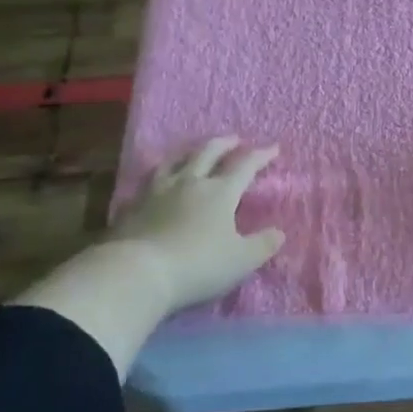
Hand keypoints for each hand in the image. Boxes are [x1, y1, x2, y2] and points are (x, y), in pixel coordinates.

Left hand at [9, 137, 284, 378]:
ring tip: (193, 152)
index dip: (261, 155)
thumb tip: (279, 233)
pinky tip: (157, 181)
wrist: (137, 272)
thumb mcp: (241, 260)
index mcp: (220, 192)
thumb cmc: (198, 265)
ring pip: (175, 162)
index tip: (273, 148)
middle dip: (224, 144)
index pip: (245, 165)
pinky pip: (149, 181)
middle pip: (208, 153)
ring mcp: (158, 191)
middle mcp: (190, 183)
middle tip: (234, 139)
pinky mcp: (133, 206)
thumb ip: (263, 245)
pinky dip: (159, 175)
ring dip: (188, 153)